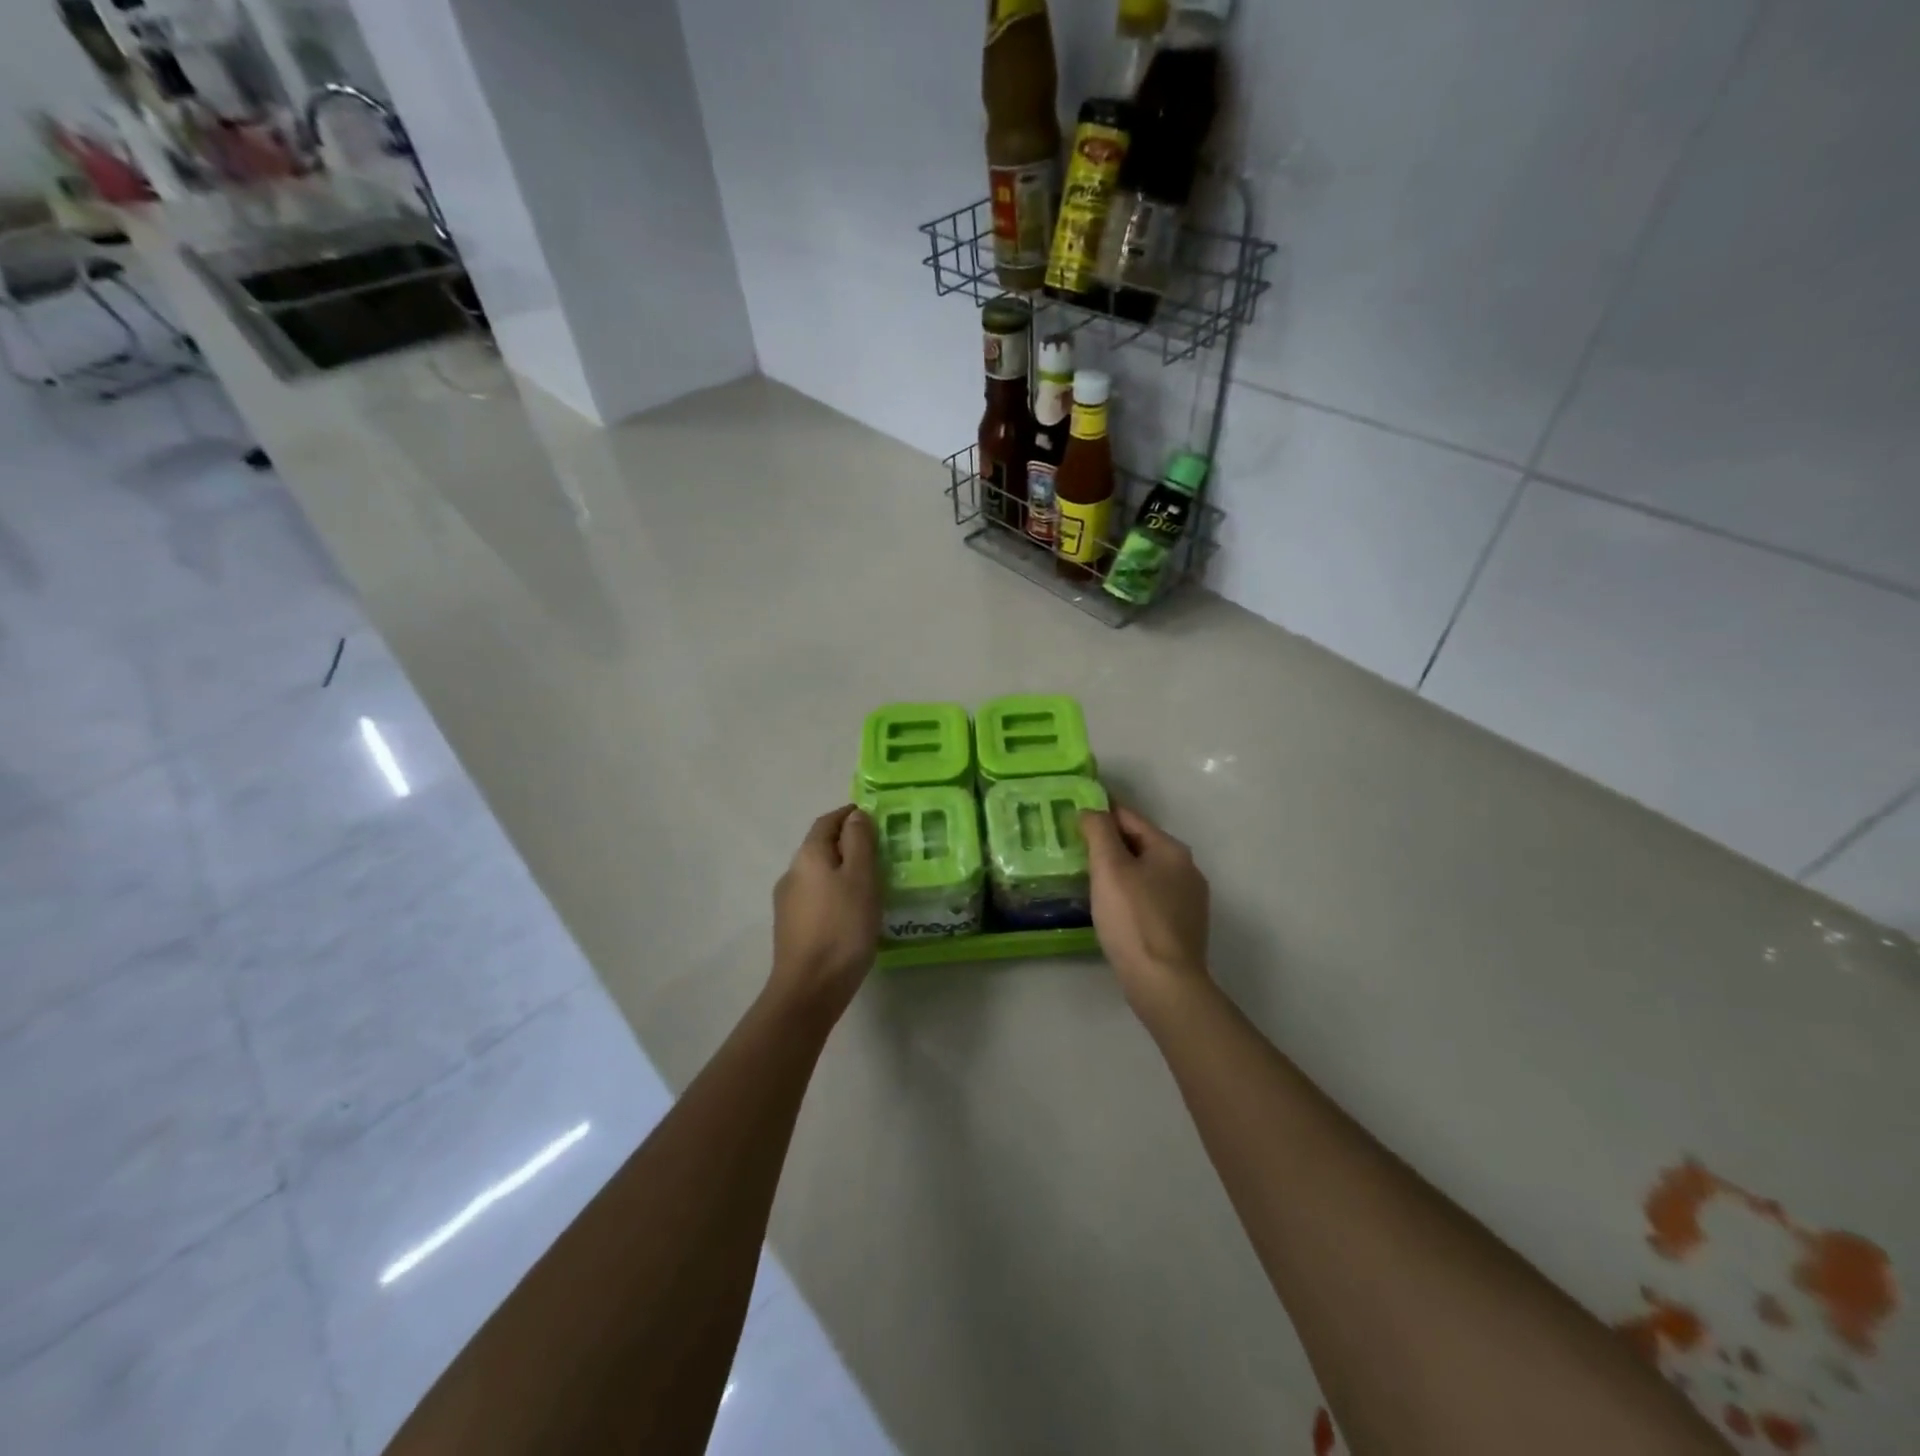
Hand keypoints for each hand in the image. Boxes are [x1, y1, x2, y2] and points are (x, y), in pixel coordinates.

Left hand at [768, 806, 880, 1024]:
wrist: (809, 987)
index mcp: (808, 855)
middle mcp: (792, 872)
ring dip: (842, 870)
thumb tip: (856, 815)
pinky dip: (835, 892)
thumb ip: (859, 842)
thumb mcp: (860, 878)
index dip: (849, 815)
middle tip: (880, 850)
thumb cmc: (842, 927)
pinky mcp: (791, 927)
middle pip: (821, 847)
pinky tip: (853, 910)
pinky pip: (817, 897)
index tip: (874, 817)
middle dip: (848, 843)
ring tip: (872, 882)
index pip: (827, 822)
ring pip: (819, 874)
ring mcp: (788, 902)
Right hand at [1081, 805, 1212, 1018]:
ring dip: (1120, 870)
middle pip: (1140, 844)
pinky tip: (1113, 908)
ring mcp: (1189, 900)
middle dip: (1109, 843)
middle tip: (1074, 848)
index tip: (1073, 814)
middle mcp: (1186, 869)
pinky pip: (1151, 897)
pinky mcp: (1183, 927)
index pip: (1129, 818)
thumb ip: (1099, 832)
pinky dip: (1130, 894)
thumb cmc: (1133, 919)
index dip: (1100, 812)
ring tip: (1088, 878)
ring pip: (1146, 872)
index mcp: (1171, 849)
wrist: (1165, 983)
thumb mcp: (1109, 868)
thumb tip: (1092, 810)